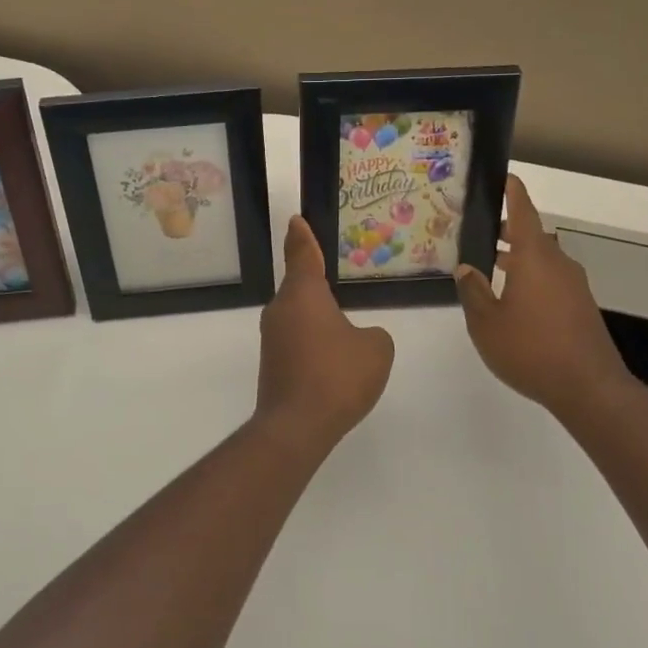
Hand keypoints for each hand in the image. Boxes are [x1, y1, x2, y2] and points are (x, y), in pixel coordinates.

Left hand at [256, 217, 394, 455]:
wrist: (296, 427)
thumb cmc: (338, 376)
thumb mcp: (375, 349)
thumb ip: (373, 335)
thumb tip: (359, 337)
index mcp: (304, 294)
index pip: (302, 254)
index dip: (301, 237)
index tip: (295, 220)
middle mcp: (281, 309)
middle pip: (299, 286)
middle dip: (314, 281)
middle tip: (333, 276)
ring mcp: (272, 338)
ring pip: (297, 315)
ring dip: (316, 316)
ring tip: (340, 323)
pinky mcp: (272, 364)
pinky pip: (296, 340)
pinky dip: (312, 342)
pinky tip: (331, 359)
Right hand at [454, 176, 637, 420]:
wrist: (589, 389)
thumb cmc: (531, 349)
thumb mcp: (487, 323)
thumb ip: (474, 291)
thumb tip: (467, 268)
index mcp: (534, 257)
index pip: (522, 212)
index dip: (512, 192)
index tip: (504, 176)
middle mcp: (557, 263)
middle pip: (531, 235)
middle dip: (506, 231)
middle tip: (479, 232)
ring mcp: (573, 285)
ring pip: (542, 259)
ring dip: (518, 257)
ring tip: (491, 267)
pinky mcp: (581, 307)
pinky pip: (551, 279)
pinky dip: (531, 277)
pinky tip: (514, 299)